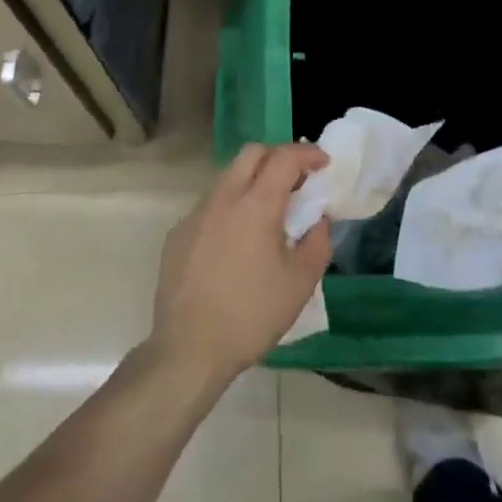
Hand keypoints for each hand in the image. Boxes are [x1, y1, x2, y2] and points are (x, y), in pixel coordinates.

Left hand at [148, 143, 330, 385]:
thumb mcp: (300, 284)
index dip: (307, 153)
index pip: (284, 158)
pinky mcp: (178, 233)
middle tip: (296, 179)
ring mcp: (196, 213)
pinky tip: (237, 240)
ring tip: (268, 209)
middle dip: (278, 156)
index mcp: (255, 205)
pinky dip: (231, 206)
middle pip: (251, 153)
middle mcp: (223, 198)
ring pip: (227, 176)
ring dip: (252, 179)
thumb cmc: (251, 315)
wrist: (189, 349)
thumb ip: (317, 243)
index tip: (323, 163)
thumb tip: (317, 221)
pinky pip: (210, 205)